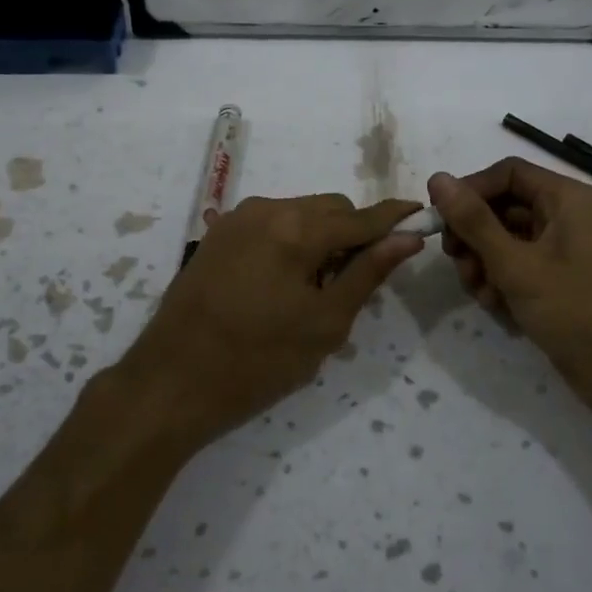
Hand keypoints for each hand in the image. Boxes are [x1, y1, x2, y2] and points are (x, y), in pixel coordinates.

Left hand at [113, 194, 422, 452]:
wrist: (171, 382)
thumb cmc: (257, 361)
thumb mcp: (325, 324)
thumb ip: (367, 273)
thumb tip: (407, 238)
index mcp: (296, 228)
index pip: (360, 217)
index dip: (394, 218)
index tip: (421, 217)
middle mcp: (266, 208)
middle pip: (330, 208)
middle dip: (353, 233)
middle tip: (356, 281)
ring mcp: (237, 218)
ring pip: (300, 213)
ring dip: (321, 238)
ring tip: (314, 289)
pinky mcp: (218, 234)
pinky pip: (271, 224)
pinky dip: (291, 241)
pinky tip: (283, 283)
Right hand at [428, 159, 591, 410]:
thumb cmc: (577, 311)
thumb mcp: (517, 265)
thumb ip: (473, 221)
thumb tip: (437, 178)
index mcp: (567, 198)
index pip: (507, 172)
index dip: (470, 190)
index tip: (440, 219)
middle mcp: (568, 216)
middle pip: (503, 206)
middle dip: (474, 235)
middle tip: (457, 262)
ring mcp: (565, 251)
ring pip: (506, 240)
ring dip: (483, 263)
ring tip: (480, 294)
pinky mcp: (561, 281)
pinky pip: (520, 267)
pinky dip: (502, 282)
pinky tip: (497, 308)